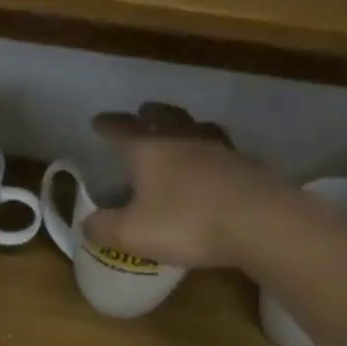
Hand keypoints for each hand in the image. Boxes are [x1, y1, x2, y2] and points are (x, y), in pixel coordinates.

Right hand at [79, 103, 284, 269]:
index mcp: (151, 150)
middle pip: (166, 118)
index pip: (123, 130)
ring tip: (182, 130)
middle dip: (151, 115)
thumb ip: (104, 228)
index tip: (98, 121)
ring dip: (186, 126)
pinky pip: (224, 152)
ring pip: (199, 129)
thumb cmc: (186, 223)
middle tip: (143, 111)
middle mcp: (185, 141)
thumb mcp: (132, 233)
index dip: (109, 126)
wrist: (260, 223)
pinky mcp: (249, 168)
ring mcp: (221, 151)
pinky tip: (215, 165)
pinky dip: (213, 154)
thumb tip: (87, 223)